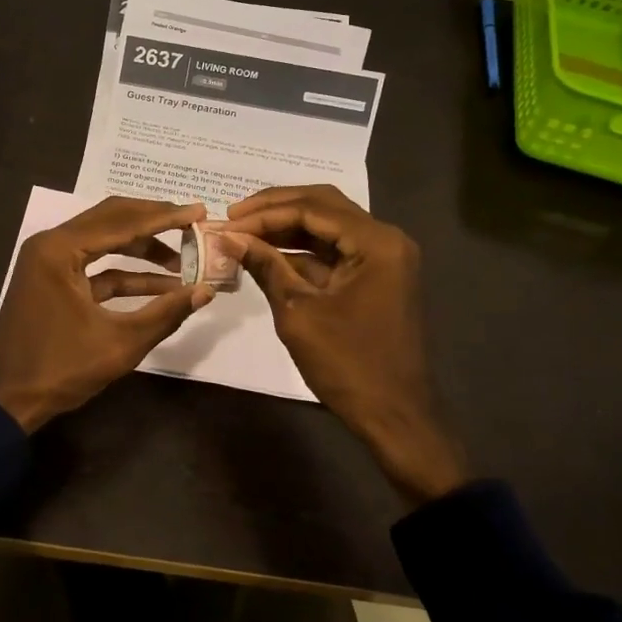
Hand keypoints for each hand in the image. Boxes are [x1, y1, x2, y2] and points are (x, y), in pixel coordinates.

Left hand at [0, 196, 213, 432]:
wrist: (6, 401)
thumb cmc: (60, 369)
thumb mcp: (120, 343)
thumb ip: (166, 313)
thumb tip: (207, 291)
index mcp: (60, 250)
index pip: (122, 221)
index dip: (165, 217)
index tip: (200, 210)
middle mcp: (51, 245)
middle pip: (112, 220)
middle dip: (154, 222)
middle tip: (194, 223)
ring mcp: (49, 262)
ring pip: (104, 241)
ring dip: (143, 249)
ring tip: (185, 258)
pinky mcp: (52, 281)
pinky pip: (95, 266)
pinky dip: (126, 273)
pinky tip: (162, 285)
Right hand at [226, 185, 467, 504]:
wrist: (395, 416)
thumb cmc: (348, 365)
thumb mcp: (298, 313)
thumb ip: (266, 267)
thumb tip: (229, 237)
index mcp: (376, 243)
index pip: (312, 209)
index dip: (265, 212)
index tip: (226, 221)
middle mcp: (385, 239)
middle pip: (323, 205)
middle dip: (275, 208)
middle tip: (233, 215)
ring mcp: (384, 257)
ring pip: (328, 226)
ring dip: (286, 227)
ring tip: (243, 232)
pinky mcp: (376, 276)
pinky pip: (335, 250)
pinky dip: (301, 250)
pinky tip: (267, 254)